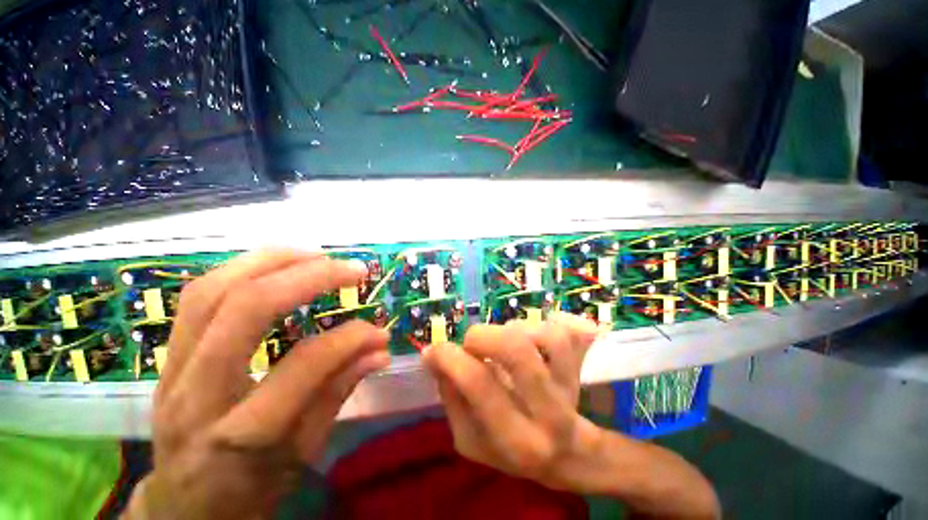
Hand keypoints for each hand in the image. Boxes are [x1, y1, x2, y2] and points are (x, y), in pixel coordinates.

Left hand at [130, 249, 389, 518]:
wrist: (179, 509)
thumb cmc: (247, 491)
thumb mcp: (301, 454)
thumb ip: (339, 392)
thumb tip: (380, 349)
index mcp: (239, 436)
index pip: (303, 366)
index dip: (350, 338)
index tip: (379, 329)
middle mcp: (195, 394)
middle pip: (243, 309)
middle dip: (308, 277)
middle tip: (352, 269)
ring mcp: (171, 369)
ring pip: (212, 290)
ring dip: (273, 261)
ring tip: (318, 255)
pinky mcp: (166, 356)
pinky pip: (199, 296)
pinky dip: (244, 270)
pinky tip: (279, 267)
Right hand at [422, 313, 605, 491]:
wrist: (570, 455)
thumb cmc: (513, 449)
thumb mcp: (471, 439)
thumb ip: (451, 398)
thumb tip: (434, 356)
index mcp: (517, 438)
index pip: (479, 384)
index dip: (450, 358)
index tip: (433, 350)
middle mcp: (549, 410)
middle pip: (516, 349)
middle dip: (483, 336)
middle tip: (473, 343)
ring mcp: (572, 383)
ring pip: (543, 333)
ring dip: (514, 330)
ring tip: (507, 345)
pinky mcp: (582, 363)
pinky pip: (567, 329)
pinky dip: (545, 324)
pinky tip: (535, 338)